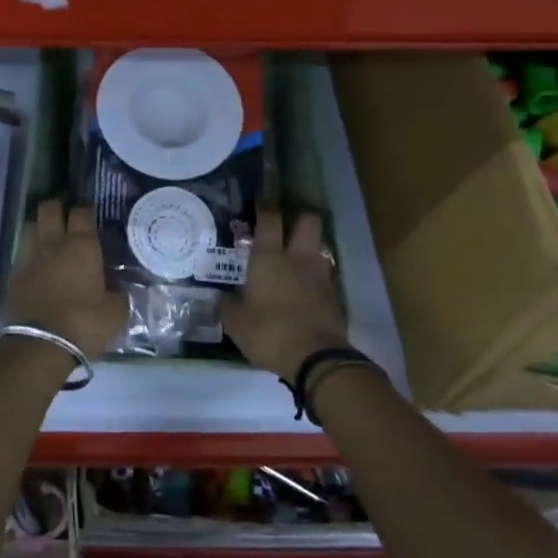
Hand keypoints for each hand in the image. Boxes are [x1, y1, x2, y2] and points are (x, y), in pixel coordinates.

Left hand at [4, 200, 128, 358]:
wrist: (40, 345)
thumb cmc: (84, 323)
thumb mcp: (116, 312)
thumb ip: (118, 294)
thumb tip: (118, 288)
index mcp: (82, 246)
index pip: (82, 211)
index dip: (86, 209)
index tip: (91, 215)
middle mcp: (53, 243)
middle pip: (49, 208)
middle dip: (57, 208)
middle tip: (66, 219)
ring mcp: (29, 257)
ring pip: (29, 225)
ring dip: (39, 227)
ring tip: (48, 238)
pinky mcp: (13, 275)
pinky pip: (21, 252)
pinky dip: (29, 253)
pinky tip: (37, 265)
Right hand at [223, 210, 350, 380]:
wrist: (317, 359)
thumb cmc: (269, 333)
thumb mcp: (236, 323)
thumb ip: (228, 305)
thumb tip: (223, 297)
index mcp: (269, 259)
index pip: (270, 219)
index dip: (266, 205)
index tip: (262, 198)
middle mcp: (298, 259)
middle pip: (308, 221)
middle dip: (299, 216)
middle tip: (287, 225)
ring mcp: (320, 275)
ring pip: (319, 247)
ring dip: (309, 247)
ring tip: (295, 259)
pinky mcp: (334, 295)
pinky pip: (324, 275)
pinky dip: (314, 277)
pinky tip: (304, 289)